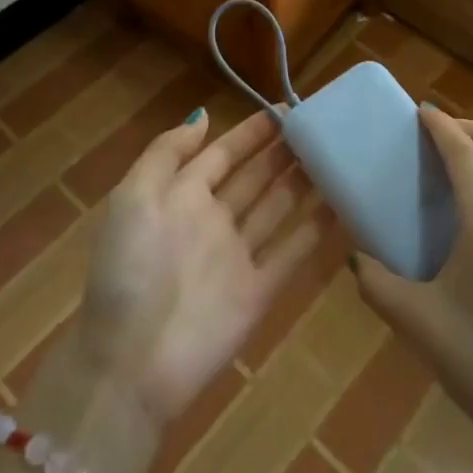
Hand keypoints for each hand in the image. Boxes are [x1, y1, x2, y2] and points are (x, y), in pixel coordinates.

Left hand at [76, 108, 319, 425]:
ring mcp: (237, 257)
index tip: (284, 109)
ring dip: (302, 183)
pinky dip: (315, 230)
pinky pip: (292, 252)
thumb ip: (166, 152)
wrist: (131, 363)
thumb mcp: (133, 197)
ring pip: (277, 208)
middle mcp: (212, 221)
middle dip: (281, 152)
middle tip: (319, 127)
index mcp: (180, 196)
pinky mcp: (259, 292)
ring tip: (336, 156)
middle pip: (254, 177)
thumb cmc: (130, 269)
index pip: (222, 154)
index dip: (251, 132)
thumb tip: (204, 115)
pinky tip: (341, 206)